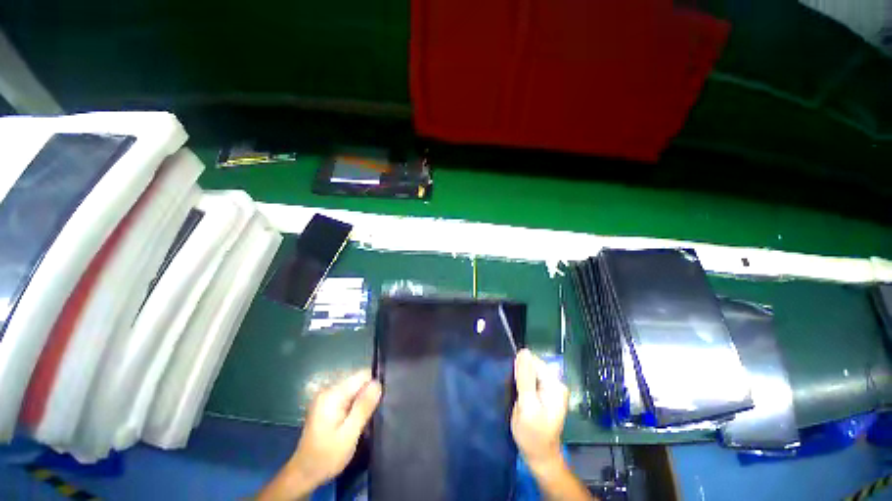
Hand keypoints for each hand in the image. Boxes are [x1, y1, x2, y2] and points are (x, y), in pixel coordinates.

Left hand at [258, 370, 381, 500]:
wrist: (303, 474)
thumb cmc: (327, 457)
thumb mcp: (349, 434)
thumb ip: (363, 407)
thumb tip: (377, 383)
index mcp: (333, 394)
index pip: (362, 375)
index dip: (374, 385)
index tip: (380, 402)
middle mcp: (328, 390)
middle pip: (358, 380)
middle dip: (368, 393)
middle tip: (372, 414)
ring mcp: (326, 396)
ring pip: (354, 388)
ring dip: (362, 400)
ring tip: (365, 418)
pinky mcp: (327, 404)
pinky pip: (348, 395)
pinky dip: (355, 404)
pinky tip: (356, 419)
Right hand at [511, 349, 568, 473]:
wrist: (539, 456)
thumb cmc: (533, 435)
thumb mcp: (527, 406)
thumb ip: (525, 378)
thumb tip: (523, 351)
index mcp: (555, 384)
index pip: (533, 361)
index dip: (519, 368)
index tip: (512, 383)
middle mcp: (555, 382)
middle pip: (532, 365)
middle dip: (520, 374)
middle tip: (515, 392)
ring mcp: (550, 388)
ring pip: (529, 372)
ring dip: (520, 379)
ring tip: (516, 395)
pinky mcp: (544, 393)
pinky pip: (530, 379)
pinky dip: (522, 385)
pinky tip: (519, 396)